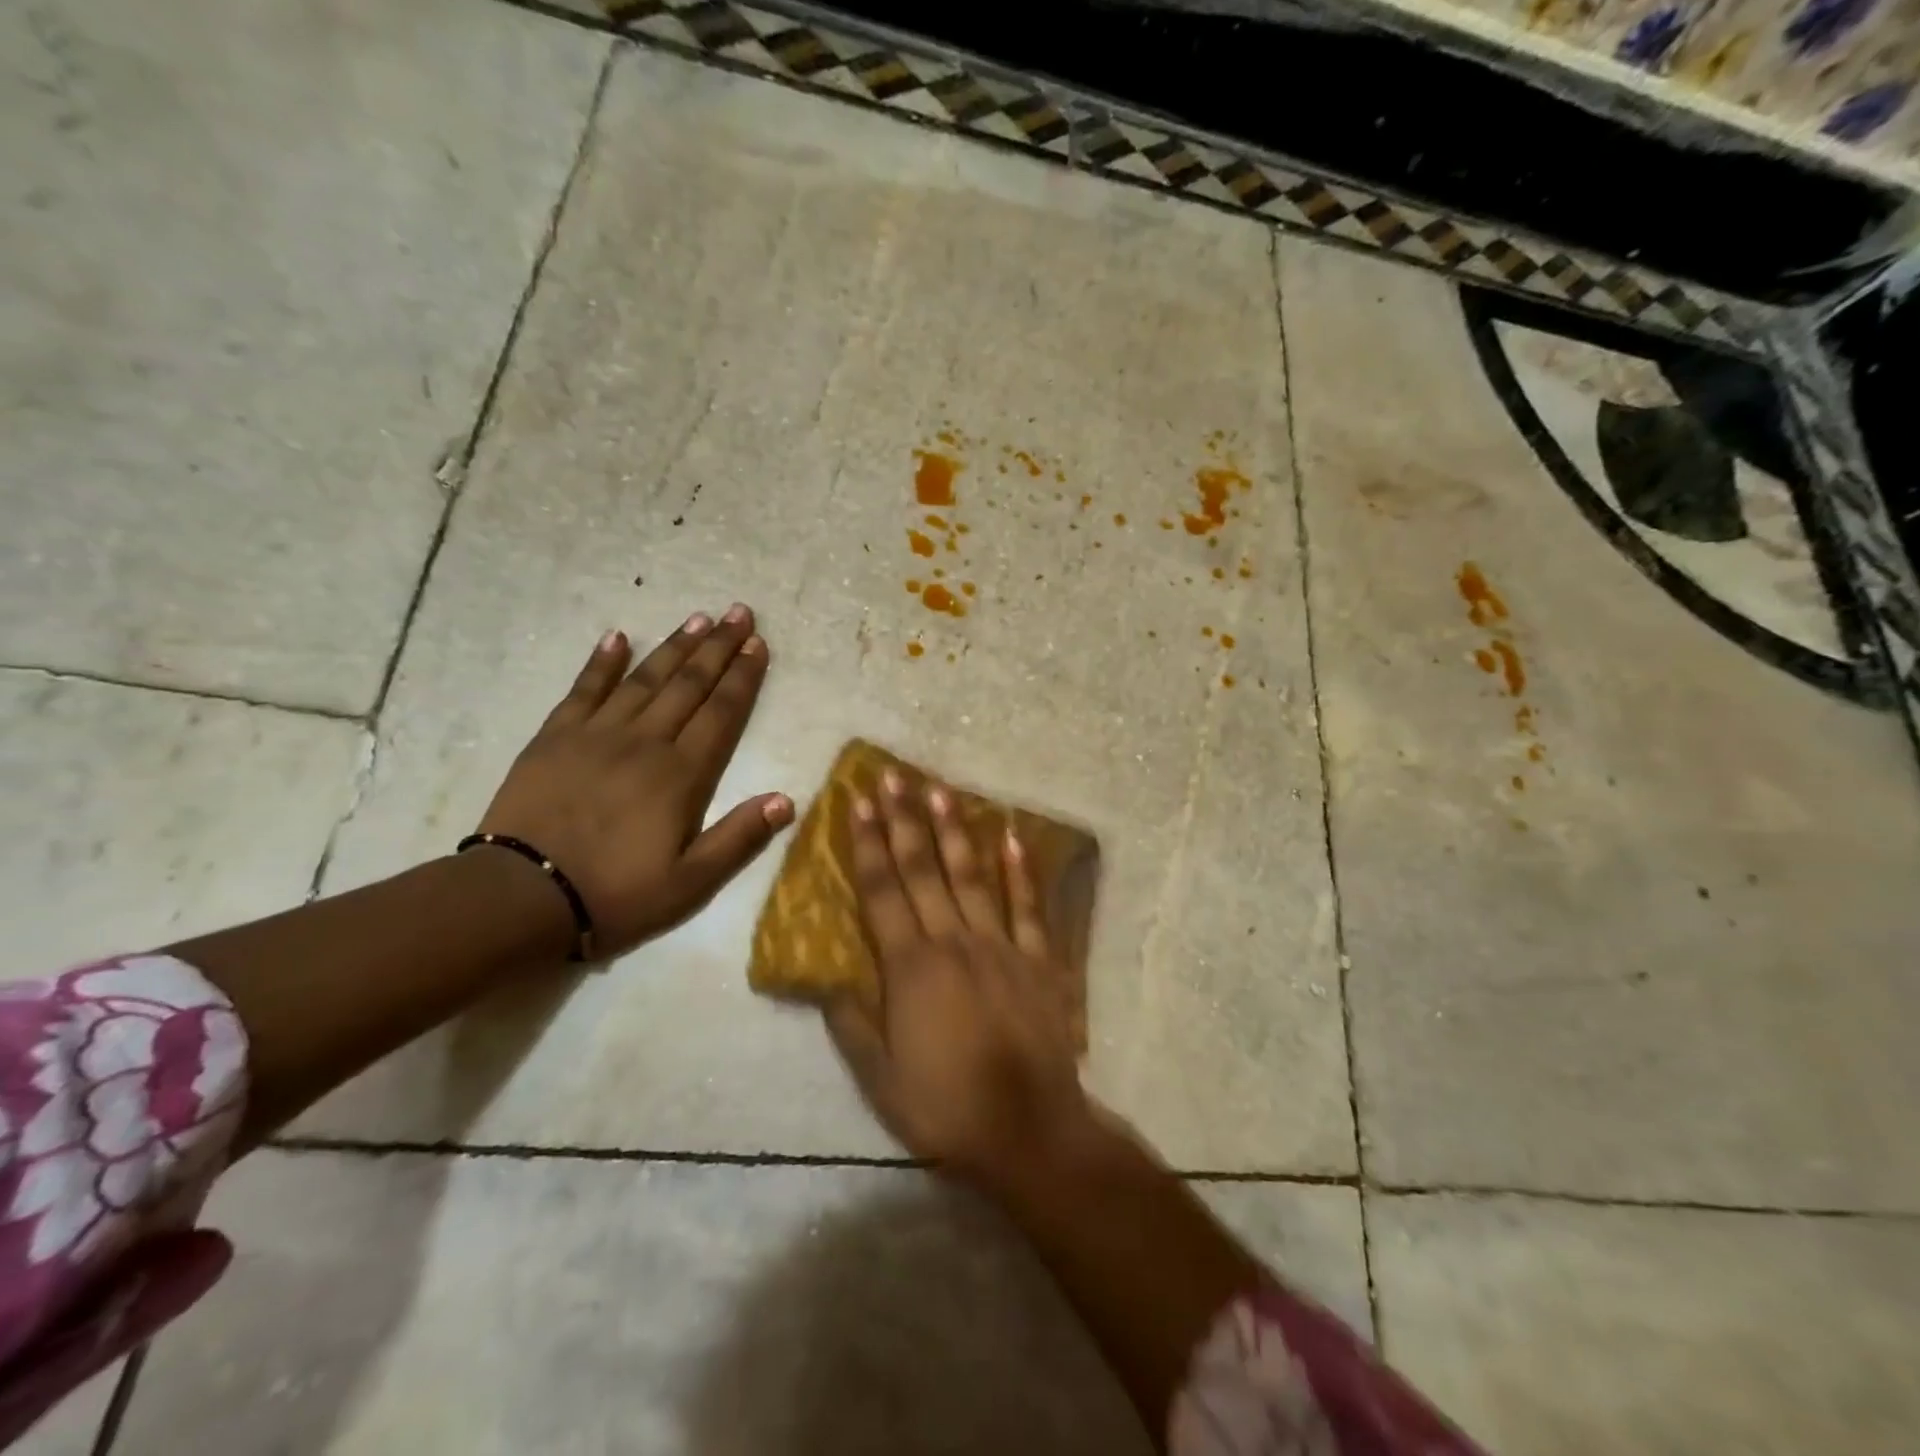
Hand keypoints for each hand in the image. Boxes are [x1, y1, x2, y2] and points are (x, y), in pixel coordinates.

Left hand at [474, 606, 793, 956]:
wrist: (521, 898)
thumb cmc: (616, 894)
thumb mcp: (691, 882)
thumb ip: (739, 838)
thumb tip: (787, 800)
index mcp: (681, 775)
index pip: (722, 713)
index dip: (743, 677)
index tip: (758, 644)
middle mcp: (645, 742)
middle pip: (689, 684)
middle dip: (718, 647)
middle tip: (738, 612)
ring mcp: (596, 734)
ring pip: (644, 679)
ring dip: (674, 647)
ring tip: (698, 619)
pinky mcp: (555, 738)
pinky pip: (584, 689)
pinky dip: (601, 662)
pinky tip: (616, 637)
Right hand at [825, 769, 1091, 1190]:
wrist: (1028, 1129)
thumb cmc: (945, 1107)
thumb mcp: (881, 1078)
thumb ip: (851, 1023)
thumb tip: (823, 980)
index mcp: (911, 968)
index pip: (882, 892)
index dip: (868, 844)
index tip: (857, 803)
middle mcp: (954, 941)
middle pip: (924, 870)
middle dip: (905, 820)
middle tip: (893, 776)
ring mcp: (1000, 945)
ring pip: (972, 876)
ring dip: (954, 830)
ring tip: (941, 789)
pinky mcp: (1038, 959)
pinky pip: (1028, 906)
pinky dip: (1020, 870)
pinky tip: (1011, 836)